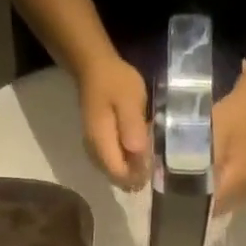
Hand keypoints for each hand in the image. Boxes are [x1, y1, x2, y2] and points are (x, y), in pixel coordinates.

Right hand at [73, 53, 149, 189]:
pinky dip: (125, 161)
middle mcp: (94, 153)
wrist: (93, 68)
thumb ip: (132, 127)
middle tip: (152, 160)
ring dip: (131, 169)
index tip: (152, 165)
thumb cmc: (114, 81)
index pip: (119, 175)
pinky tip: (135, 148)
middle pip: (116, 178)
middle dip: (135, 175)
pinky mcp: (96, 146)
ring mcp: (93, 150)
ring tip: (146, 154)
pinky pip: (112, 163)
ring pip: (114, 173)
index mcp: (102, 144)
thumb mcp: (129, 99)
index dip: (137, 176)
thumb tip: (138, 152)